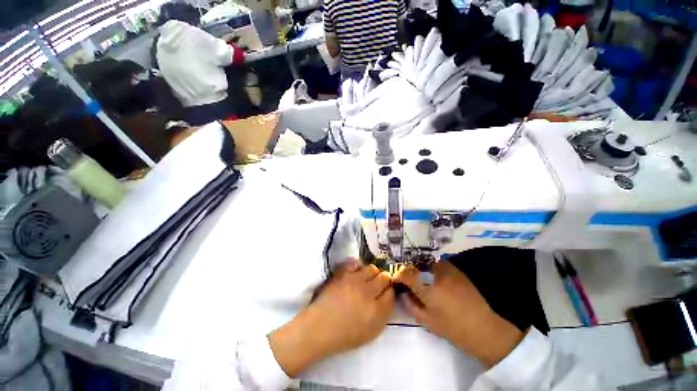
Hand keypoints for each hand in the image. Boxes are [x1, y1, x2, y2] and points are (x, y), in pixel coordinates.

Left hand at [269, 260, 393, 376]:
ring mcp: (355, 281)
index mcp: (377, 311)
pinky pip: (356, 263)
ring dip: (372, 273)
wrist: (320, 327)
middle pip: (384, 277)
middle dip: (384, 280)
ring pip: (372, 268)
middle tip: (377, 285)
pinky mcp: (343, 273)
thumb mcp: (371, 332)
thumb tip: (388, 297)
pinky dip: (358, 267)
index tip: (385, 293)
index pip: (391, 293)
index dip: (389, 292)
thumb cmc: (345, 334)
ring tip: (365, 279)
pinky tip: (356, 274)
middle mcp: (368, 293)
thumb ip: (383, 314)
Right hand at [393, 262, 523, 366]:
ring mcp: (446, 267)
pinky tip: (440, 282)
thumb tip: (403, 294)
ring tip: (427, 284)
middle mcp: (434, 271)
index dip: (398, 276)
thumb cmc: (457, 328)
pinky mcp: (456, 267)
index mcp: (426, 286)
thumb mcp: (430, 322)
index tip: (398, 283)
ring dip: (422, 271)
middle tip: (412, 285)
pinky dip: (433, 270)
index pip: (405, 272)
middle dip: (410, 273)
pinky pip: (438, 264)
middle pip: (415, 266)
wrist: (490, 326)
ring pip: (426, 264)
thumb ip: (411, 306)